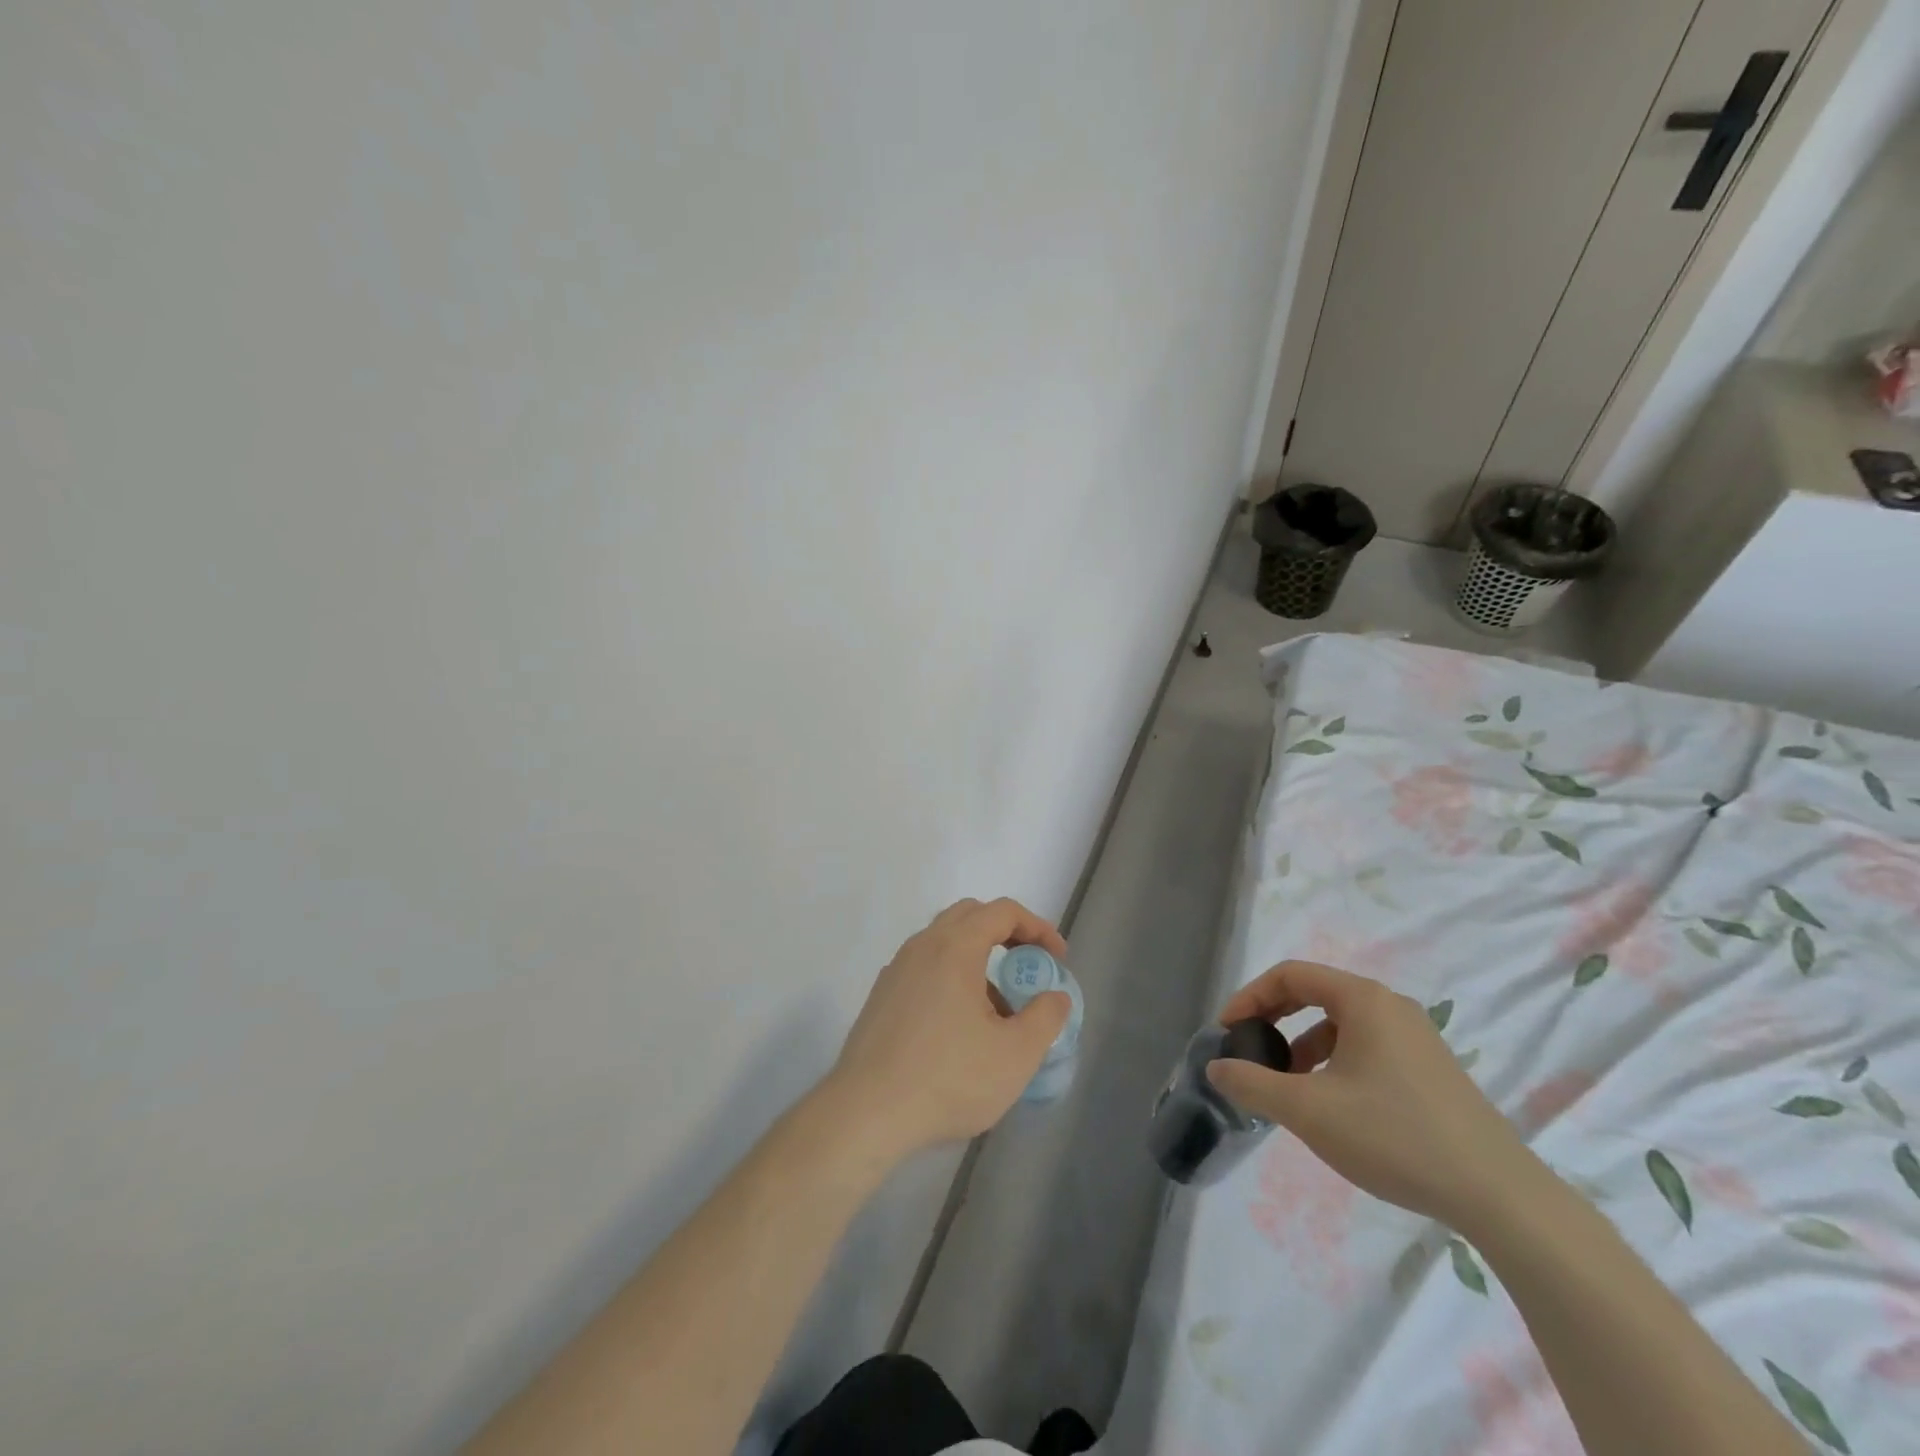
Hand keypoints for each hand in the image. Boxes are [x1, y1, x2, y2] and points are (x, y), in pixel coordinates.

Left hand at [821, 898, 1072, 1161]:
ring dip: (977, 959)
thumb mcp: (1015, 1055)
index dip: (1037, 928)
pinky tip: (958, 1026)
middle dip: (1006, 933)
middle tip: (1027, 968)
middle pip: (970, 916)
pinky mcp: (881, 996)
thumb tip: (1054, 996)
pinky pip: (924, 968)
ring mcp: (896, 969)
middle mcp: (922, 946)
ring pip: (944, 943)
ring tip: (997, 1010)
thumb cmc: (947, 1079)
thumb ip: (1046, 1018)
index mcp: (954, 947)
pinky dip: (951, 977)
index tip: (1057, 958)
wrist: (866, 1113)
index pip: (1002, 912)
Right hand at [1207, 961, 1539, 1229]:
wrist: (1499, 1197)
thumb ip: (1253, 1083)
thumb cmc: (1394, 1136)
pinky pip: (1367, 1048)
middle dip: (1275, 1020)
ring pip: (1341, 1025)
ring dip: (1303, 1046)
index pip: (1290, 975)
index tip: (1227, 1032)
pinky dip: (1335, 1063)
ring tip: (1287, 1088)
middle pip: (1315, 994)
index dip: (1250, 997)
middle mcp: (1391, 1007)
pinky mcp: (1431, 1070)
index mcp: (1363, 1000)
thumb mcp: (1309, 1110)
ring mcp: (1417, 1038)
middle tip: (1250, 1052)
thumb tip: (1216, 1067)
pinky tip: (1332, 1107)